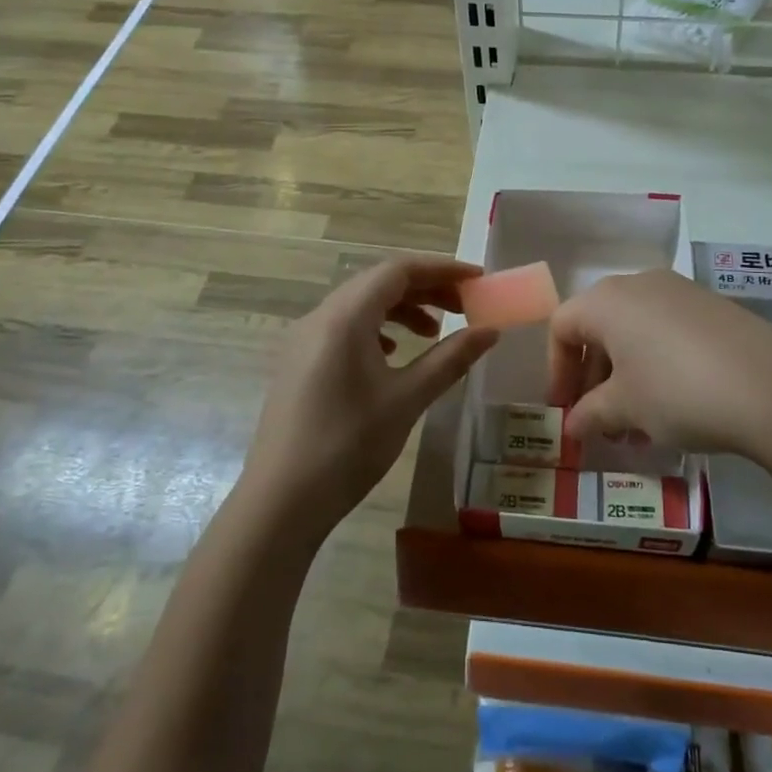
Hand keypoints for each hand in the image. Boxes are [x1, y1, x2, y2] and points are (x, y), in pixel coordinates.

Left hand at [245, 256, 497, 533]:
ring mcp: (303, 340)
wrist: (281, 502)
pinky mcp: (298, 363)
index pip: (398, 270)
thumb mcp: (407, 399)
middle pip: (378, 283)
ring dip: (401, 309)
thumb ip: (450, 358)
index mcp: (344, 317)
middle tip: (463, 307)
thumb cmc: (349, 446)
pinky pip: (343, 328)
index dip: (441, 269)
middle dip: (425, 289)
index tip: (477, 280)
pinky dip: (376, 329)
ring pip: (360, 305)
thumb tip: (490, 330)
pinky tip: (393, 355)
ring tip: (434, 332)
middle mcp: (319, 317)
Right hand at [548, 269, 771, 467]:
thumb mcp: (625, 409)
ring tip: (639, 425)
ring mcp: (681, 292)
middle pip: (599, 328)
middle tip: (602, 422)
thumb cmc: (677, 392)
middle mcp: (640, 284)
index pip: (562, 327)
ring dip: (626, 377)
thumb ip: (589, 414)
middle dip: (594, 378)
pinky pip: (668, 333)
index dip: (557, 371)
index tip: (566, 411)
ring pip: (635, 332)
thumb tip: (572, 425)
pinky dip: (658, 365)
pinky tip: (675, 407)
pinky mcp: (713, 308)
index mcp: (607, 300)